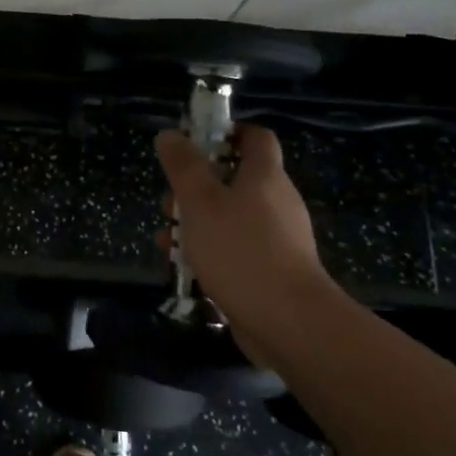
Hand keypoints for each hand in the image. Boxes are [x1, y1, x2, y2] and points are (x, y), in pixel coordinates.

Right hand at [154, 124, 332, 338]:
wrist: (289, 322)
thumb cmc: (240, 249)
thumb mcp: (200, 201)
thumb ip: (183, 166)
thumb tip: (171, 134)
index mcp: (265, 176)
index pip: (256, 137)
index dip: (227, 133)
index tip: (195, 142)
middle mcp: (276, 201)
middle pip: (236, 179)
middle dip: (197, 186)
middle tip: (169, 200)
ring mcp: (278, 239)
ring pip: (231, 217)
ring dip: (197, 222)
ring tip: (165, 237)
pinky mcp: (273, 271)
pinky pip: (236, 249)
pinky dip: (210, 251)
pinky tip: (183, 267)